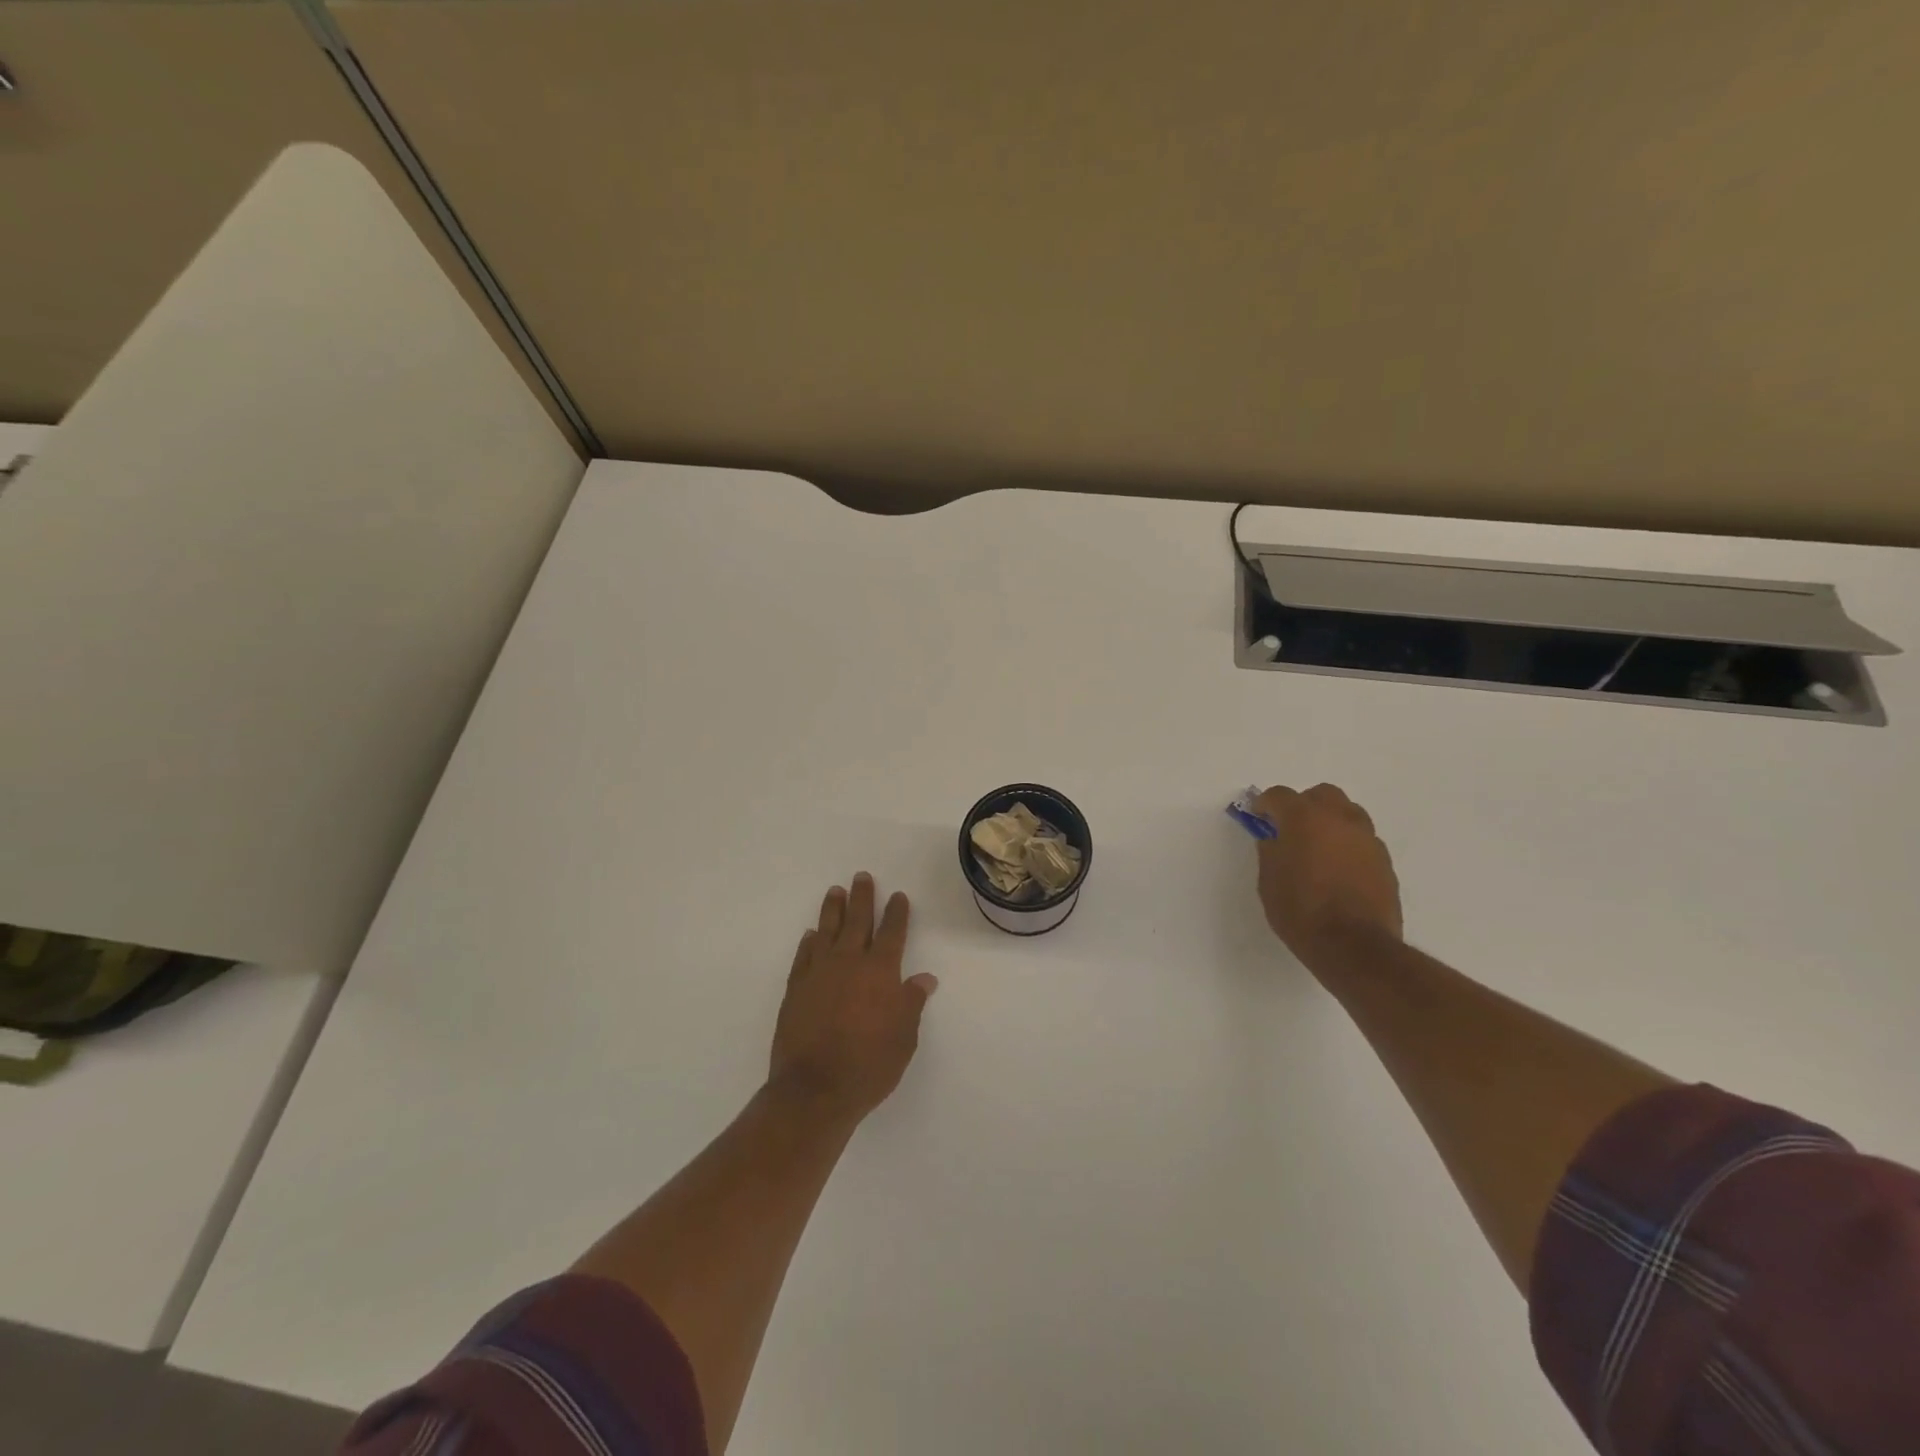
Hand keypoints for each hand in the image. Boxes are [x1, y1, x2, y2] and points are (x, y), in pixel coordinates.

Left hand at [769, 873, 938, 1121]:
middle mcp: (850, 963)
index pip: (892, 933)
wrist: (814, 1088)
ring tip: (835, 891)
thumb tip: (924, 979)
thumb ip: (912, 1003)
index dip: (896, 913)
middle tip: (862, 877)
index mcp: (881, 972)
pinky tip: (811, 935)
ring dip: (833, 910)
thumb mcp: (904, 1038)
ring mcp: (819, 973)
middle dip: (862, 898)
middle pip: (858, 921)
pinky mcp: (796, 989)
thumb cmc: (869, 1065)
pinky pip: (804, 956)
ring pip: (827, 931)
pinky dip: (809, 942)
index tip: (898, 896)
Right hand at [1252, 784, 1402, 968]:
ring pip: (1348, 813)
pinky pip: (1362, 840)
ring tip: (1318, 848)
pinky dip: (1347, 844)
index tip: (1258, 816)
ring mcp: (1367, 839)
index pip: (1279, 795)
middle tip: (1290, 828)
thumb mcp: (1269, 881)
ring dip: (1330, 822)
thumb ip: (1270, 850)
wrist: (1353, 946)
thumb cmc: (1300, 911)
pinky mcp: (1384, 861)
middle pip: (1321, 794)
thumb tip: (1275, 839)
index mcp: (1304, 818)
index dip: (1265, 804)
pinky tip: (1338, 869)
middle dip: (1303, 805)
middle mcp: (1339, 819)